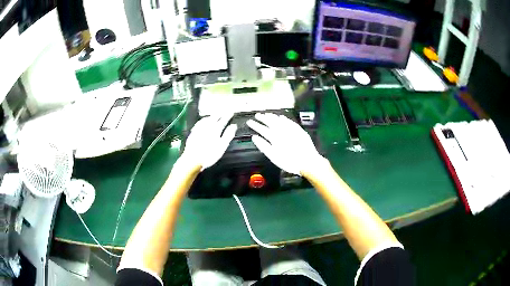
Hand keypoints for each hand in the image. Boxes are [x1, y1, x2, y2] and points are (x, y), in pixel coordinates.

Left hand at [180, 114, 236, 170]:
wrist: (193, 160)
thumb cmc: (209, 155)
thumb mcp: (222, 146)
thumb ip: (228, 135)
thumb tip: (233, 126)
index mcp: (215, 129)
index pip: (223, 120)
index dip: (228, 115)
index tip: (231, 112)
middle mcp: (207, 127)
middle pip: (214, 117)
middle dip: (220, 113)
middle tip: (224, 111)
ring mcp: (199, 128)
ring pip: (206, 119)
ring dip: (212, 115)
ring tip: (215, 114)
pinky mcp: (193, 132)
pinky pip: (199, 122)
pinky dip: (204, 120)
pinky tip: (203, 121)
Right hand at [246, 113, 323, 174]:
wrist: (307, 161)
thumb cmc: (289, 162)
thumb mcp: (273, 156)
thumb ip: (263, 146)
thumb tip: (255, 137)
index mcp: (274, 138)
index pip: (262, 129)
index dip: (255, 125)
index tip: (249, 122)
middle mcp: (282, 131)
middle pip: (271, 122)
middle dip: (263, 118)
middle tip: (257, 115)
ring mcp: (291, 130)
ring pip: (280, 120)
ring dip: (272, 117)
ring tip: (267, 114)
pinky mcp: (298, 130)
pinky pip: (290, 122)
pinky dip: (284, 119)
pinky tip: (282, 117)